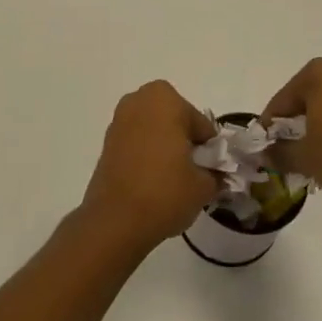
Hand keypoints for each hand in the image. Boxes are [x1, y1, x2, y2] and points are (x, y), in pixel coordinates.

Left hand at [81, 82, 219, 252]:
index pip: (200, 123)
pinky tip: (152, 181)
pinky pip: (136, 142)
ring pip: (154, 129)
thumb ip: (215, 173)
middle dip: (184, 140)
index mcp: (165, 99)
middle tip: (192, 171)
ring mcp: (118, 120)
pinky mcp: (106, 142)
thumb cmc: (165, 192)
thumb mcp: (204, 186)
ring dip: (164, 146)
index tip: (210, 170)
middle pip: (175, 120)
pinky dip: (146, 154)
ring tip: (172, 179)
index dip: (208, 148)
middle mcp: (138, 101)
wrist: (115, 221)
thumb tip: (215, 173)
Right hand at [264, 56, 321, 194]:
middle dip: (298, 122)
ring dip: (321, 122)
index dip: (271, 125)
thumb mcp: (305, 158)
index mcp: (317, 73)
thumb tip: (264, 155)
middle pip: (308, 96)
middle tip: (291, 149)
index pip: (283, 100)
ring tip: (317, 152)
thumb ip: (279, 154)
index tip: (266, 146)